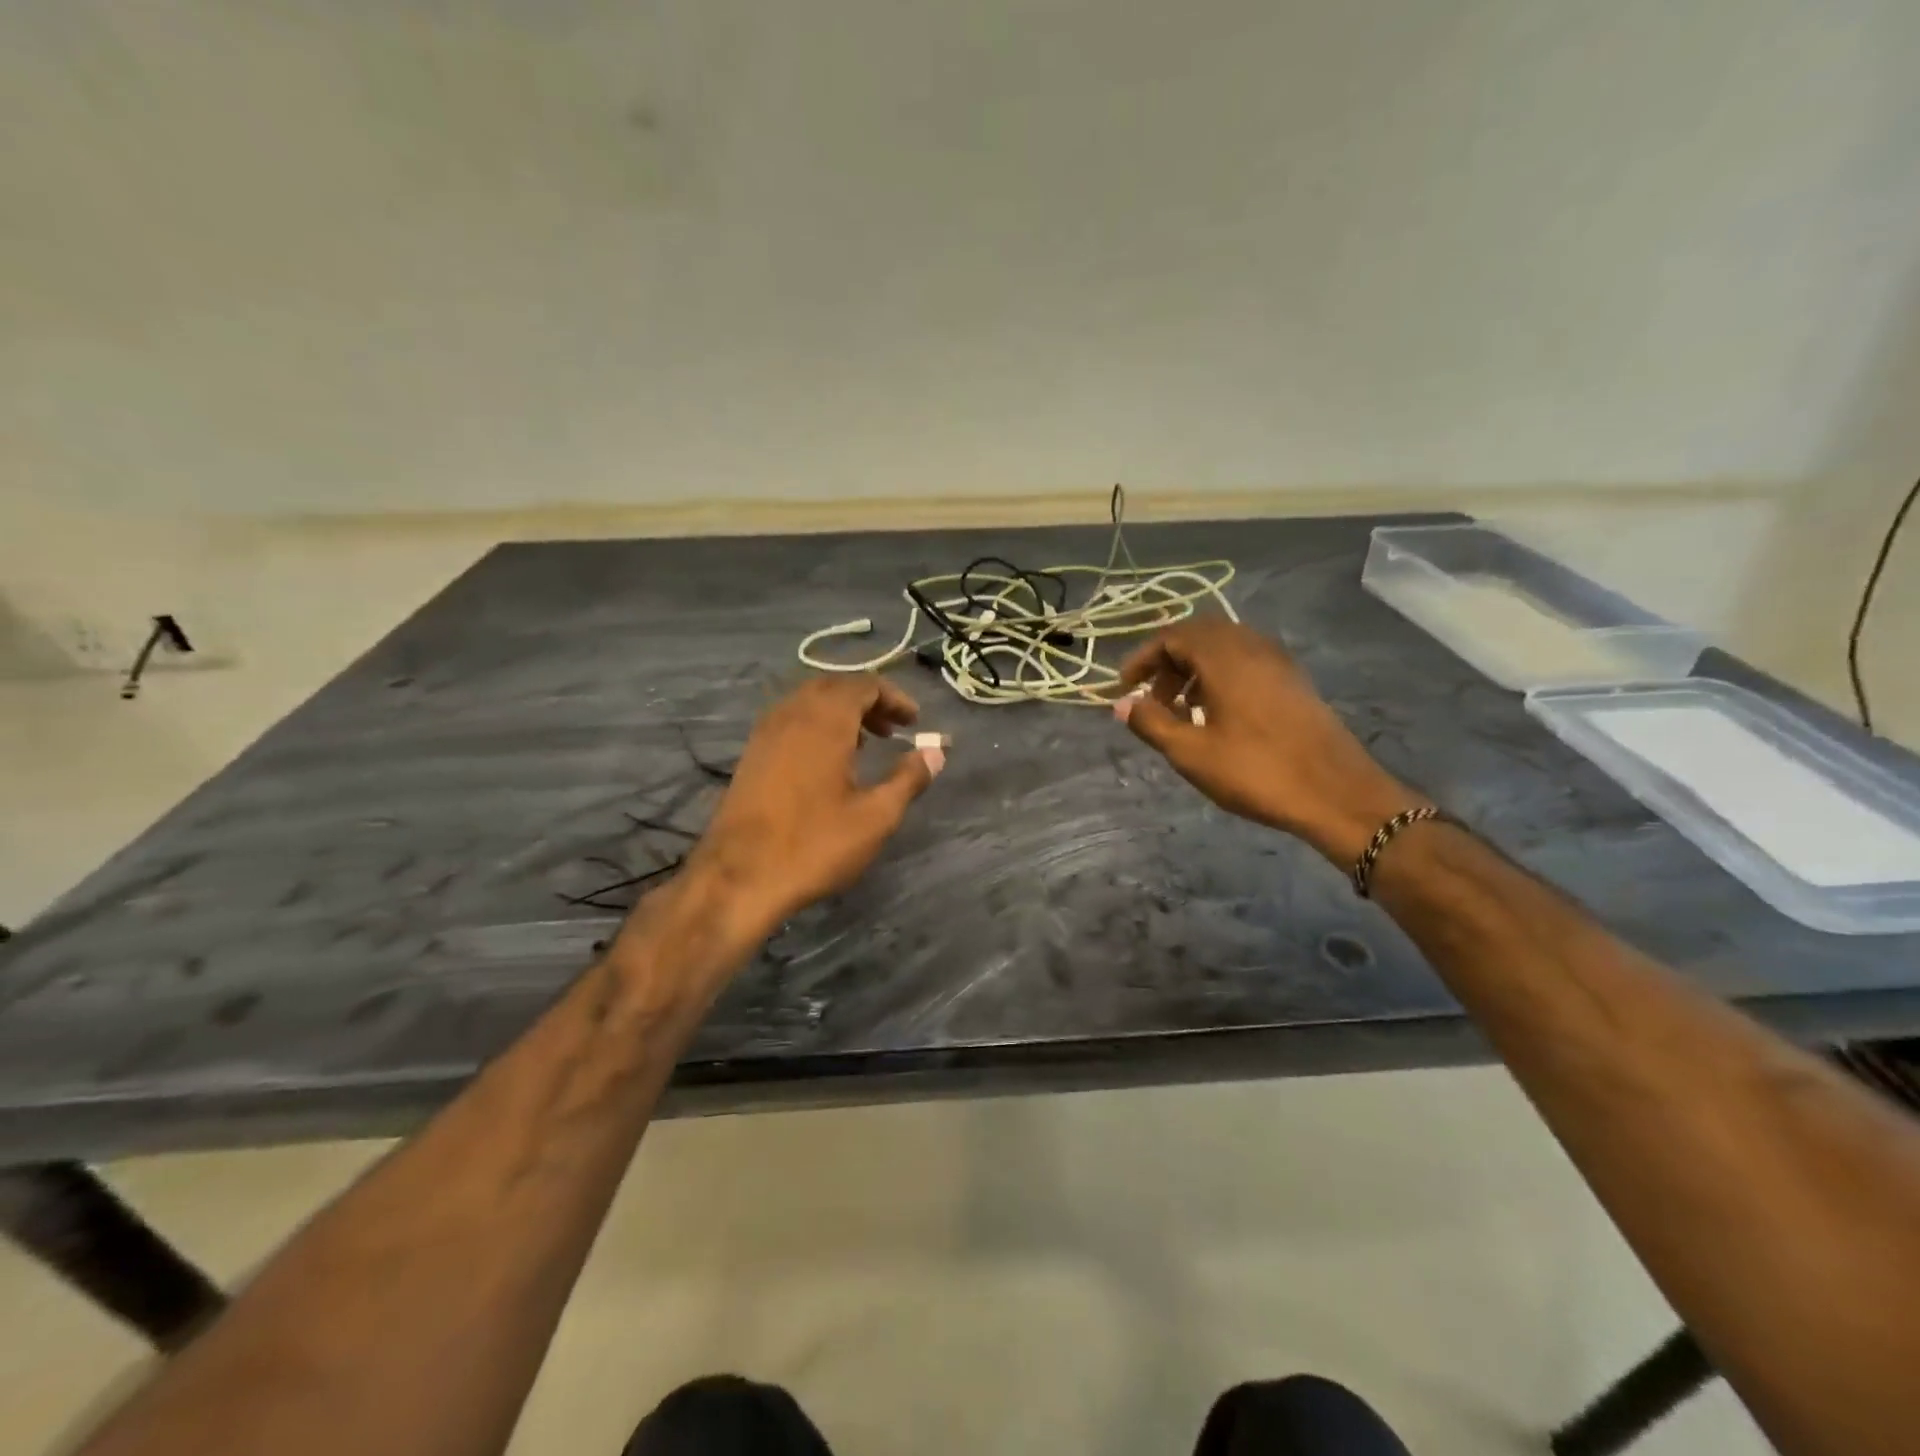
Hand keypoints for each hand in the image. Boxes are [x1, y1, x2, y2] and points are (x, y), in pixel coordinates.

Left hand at [681, 676, 942, 938]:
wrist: (739, 878)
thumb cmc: (814, 845)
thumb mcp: (875, 817)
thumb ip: (908, 779)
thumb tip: (935, 752)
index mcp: (824, 721)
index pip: (863, 685)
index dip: (893, 697)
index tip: (914, 721)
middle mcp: (792, 715)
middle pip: (834, 687)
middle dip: (867, 701)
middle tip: (891, 730)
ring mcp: (765, 734)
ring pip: (808, 702)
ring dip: (839, 713)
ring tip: (864, 744)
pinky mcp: (751, 755)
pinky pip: (789, 721)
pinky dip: (815, 726)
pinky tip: (827, 763)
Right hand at [1115, 619, 1420, 864]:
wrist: (1337, 793)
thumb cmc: (1256, 771)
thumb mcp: (1191, 753)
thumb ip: (1152, 723)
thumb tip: (1122, 705)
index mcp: (1225, 657)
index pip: (1173, 636)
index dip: (1143, 658)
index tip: (1125, 688)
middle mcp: (1253, 647)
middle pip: (1200, 635)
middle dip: (1169, 661)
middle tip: (1152, 698)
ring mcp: (1279, 662)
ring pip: (1225, 648)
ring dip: (1195, 669)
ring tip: (1181, 710)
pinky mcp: (1294, 681)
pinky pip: (1247, 662)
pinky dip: (1221, 677)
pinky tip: (1216, 715)